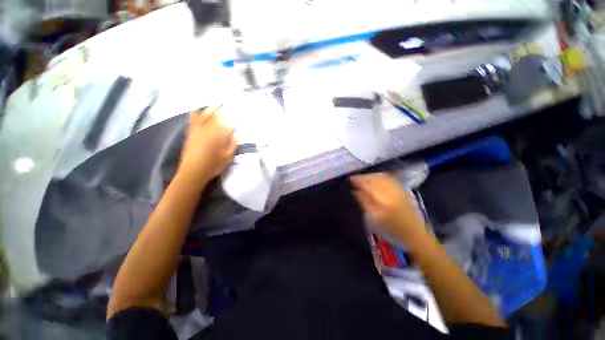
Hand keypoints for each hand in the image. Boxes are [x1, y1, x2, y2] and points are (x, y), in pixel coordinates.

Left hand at [178, 106, 236, 183]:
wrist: (193, 171)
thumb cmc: (213, 165)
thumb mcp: (228, 157)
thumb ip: (233, 145)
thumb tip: (237, 135)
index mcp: (218, 135)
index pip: (228, 124)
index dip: (233, 119)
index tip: (238, 116)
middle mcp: (208, 129)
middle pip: (216, 116)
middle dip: (223, 110)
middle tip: (228, 105)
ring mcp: (198, 129)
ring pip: (205, 115)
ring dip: (211, 109)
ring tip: (216, 104)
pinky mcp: (191, 132)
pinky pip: (193, 119)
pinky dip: (196, 113)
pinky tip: (198, 109)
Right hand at [351, 173, 427, 245]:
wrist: (413, 232)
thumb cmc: (391, 228)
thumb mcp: (374, 217)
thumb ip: (365, 202)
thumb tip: (355, 191)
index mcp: (385, 200)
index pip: (369, 185)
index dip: (359, 180)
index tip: (351, 179)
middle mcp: (392, 191)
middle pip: (376, 178)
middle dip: (364, 177)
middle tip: (355, 179)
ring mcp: (399, 189)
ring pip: (382, 176)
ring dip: (371, 175)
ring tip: (363, 178)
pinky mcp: (403, 189)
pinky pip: (389, 178)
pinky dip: (380, 176)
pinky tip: (375, 178)